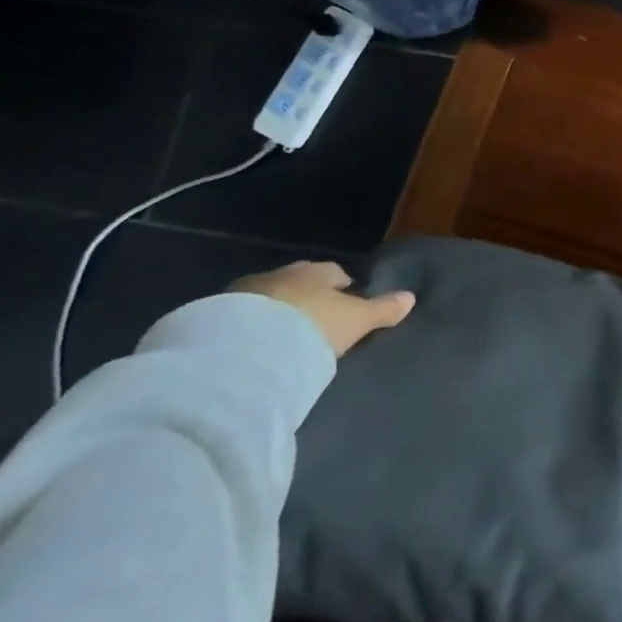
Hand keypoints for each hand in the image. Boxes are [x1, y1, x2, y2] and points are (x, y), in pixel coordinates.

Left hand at [230, 261, 414, 357]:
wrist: (243, 349)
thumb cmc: (310, 327)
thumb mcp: (355, 321)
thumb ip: (382, 310)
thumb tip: (411, 297)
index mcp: (315, 271)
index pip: (334, 273)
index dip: (341, 288)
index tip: (345, 305)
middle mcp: (279, 275)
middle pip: (297, 284)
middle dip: (304, 300)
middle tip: (312, 325)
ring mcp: (241, 295)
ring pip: (265, 301)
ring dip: (272, 315)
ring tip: (279, 341)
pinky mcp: (210, 319)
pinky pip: (236, 322)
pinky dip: (245, 331)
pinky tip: (250, 351)